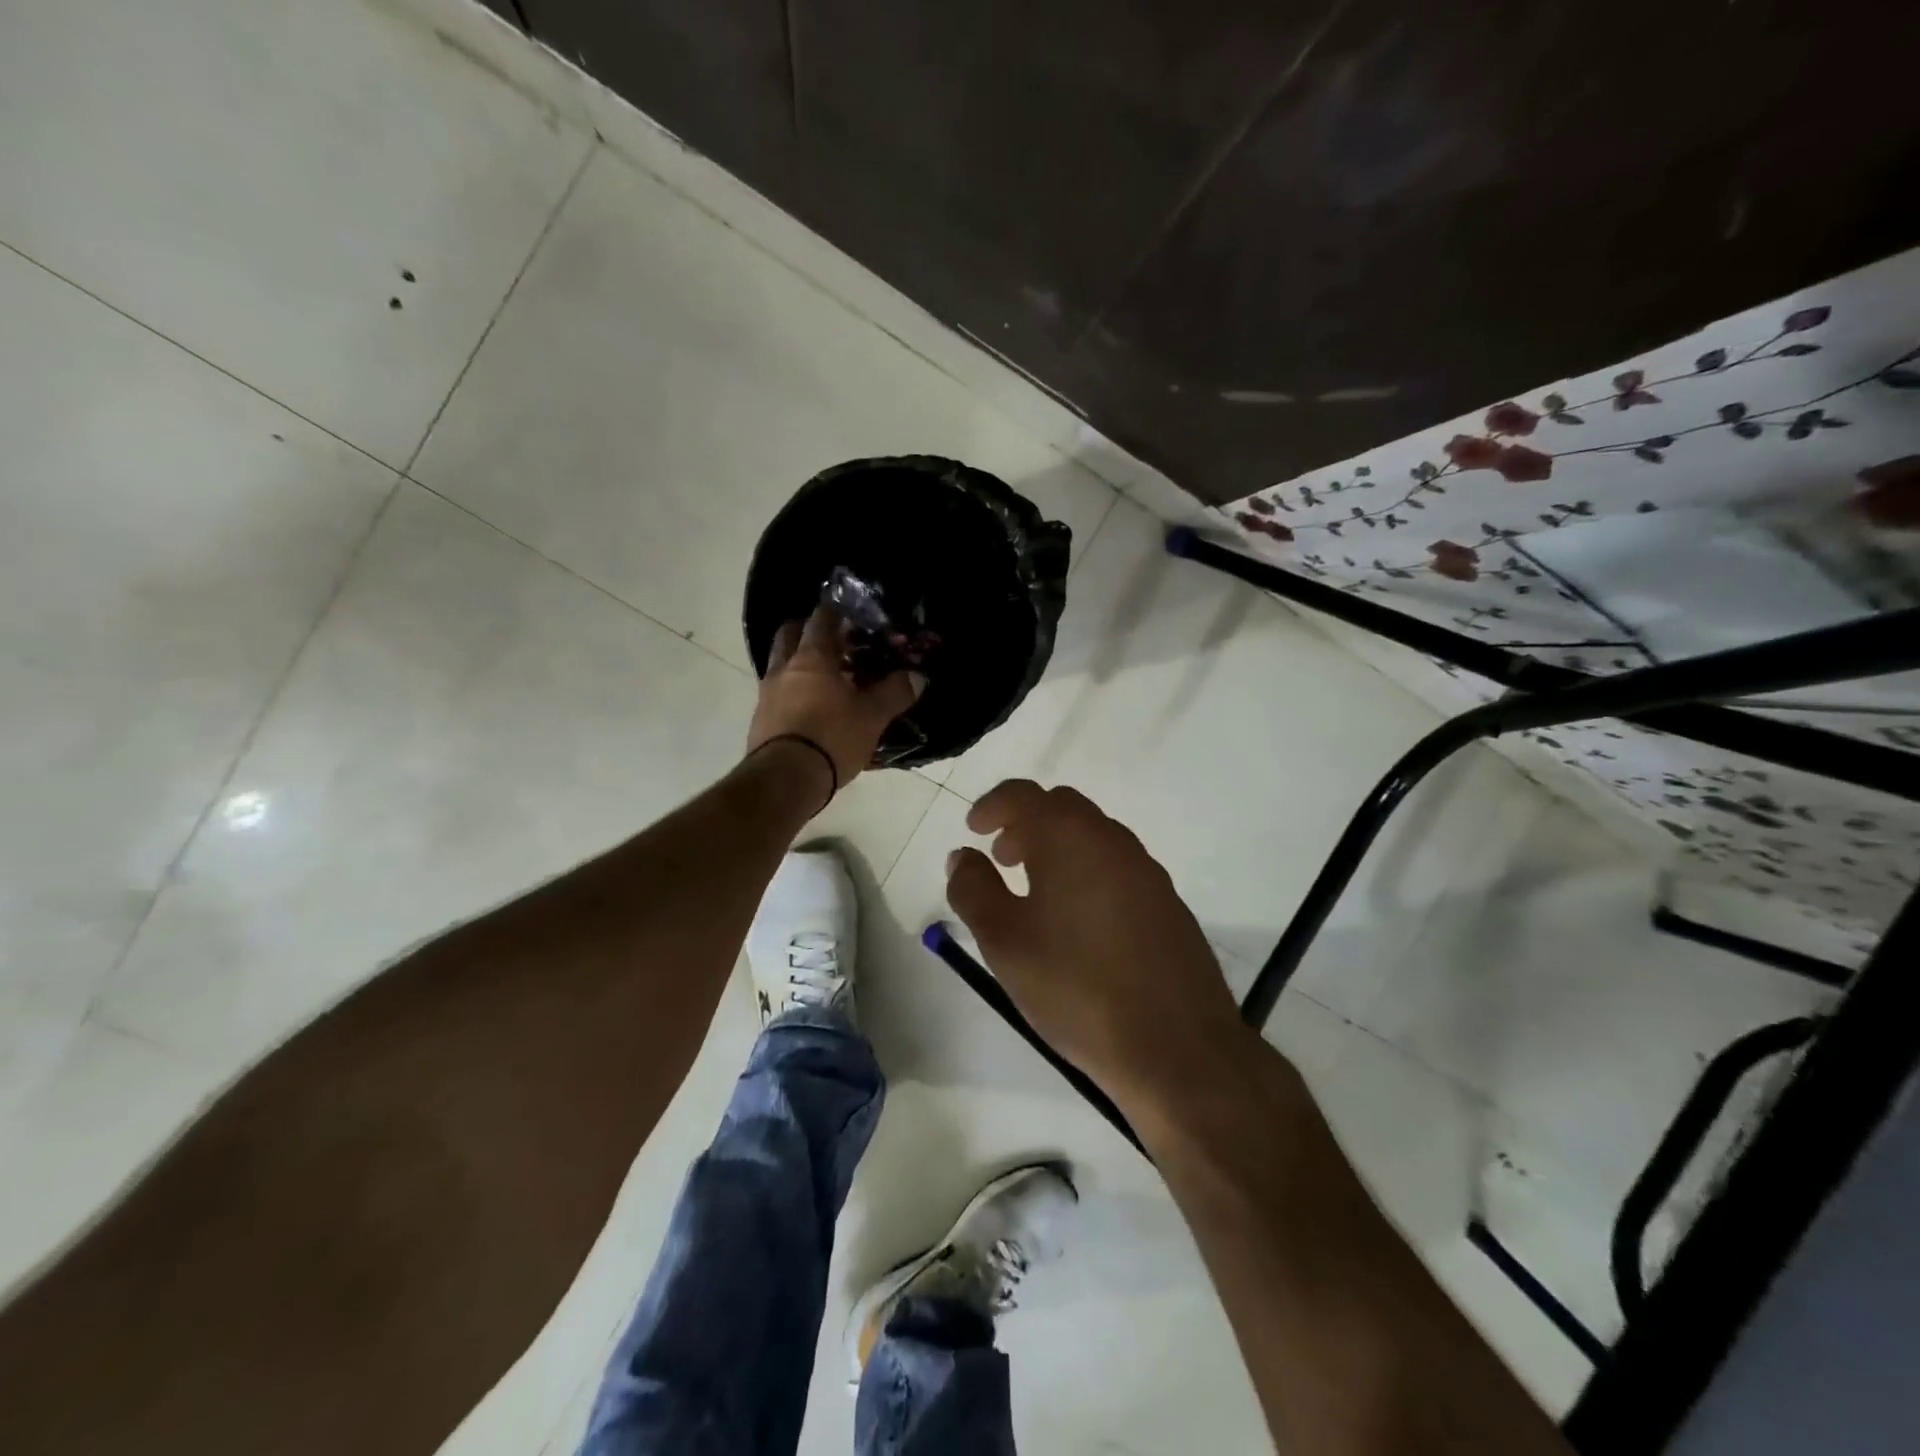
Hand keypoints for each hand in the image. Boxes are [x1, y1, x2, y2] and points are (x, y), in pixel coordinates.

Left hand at [747, 605, 921, 800]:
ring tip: (825, 676)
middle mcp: (784, 668)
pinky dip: (792, 690)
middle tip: (833, 639)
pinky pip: (777, 692)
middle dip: (807, 630)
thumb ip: (894, 693)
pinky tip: (811, 706)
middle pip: (790, 634)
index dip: (835, 611)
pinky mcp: (761, 720)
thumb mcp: (872, 716)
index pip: (821, 619)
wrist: (785, 780)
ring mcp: (767, 694)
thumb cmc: (831, 738)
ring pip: (780, 664)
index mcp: (812, 658)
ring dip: (798, 662)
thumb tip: (917, 676)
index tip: (849, 610)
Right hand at [944, 780, 1251, 1110]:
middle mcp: (1112, 840)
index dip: (992, 805)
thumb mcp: (1005, 942)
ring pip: (1093, 836)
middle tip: (1002, 859)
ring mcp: (1147, 871)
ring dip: (1058, 847)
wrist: (1177, 1047)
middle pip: (1062, 807)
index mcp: (1070, 837)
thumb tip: (963, 856)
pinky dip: (1088, 871)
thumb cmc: (1076, 987)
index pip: (1024, 795)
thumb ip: (974, 890)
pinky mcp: (1169, 903)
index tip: (973, 829)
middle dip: (1026, 823)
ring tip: (1037, 893)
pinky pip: (1118, 867)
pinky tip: (1080, 923)